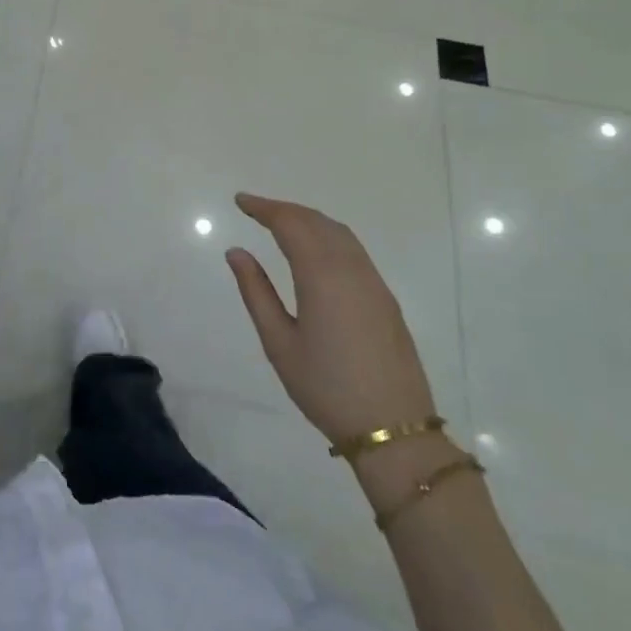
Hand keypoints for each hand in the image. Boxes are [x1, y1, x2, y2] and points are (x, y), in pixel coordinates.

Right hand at [225, 193, 435, 446]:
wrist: (394, 429)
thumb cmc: (326, 388)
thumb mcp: (279, 343)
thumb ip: (256, 292)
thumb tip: (236, 252)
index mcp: (322, 276)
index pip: (291, 224)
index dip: (264, 208)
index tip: (240, 201)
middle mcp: (351, 270)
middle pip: (317, 222)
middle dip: (285, 209)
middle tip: (255, 209)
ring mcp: (373, 283)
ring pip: (339, 233)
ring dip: (308, 220)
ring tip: (281, 222)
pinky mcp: (385, 299)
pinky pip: (353, 250)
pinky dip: (328, 235)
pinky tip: (315, 249)